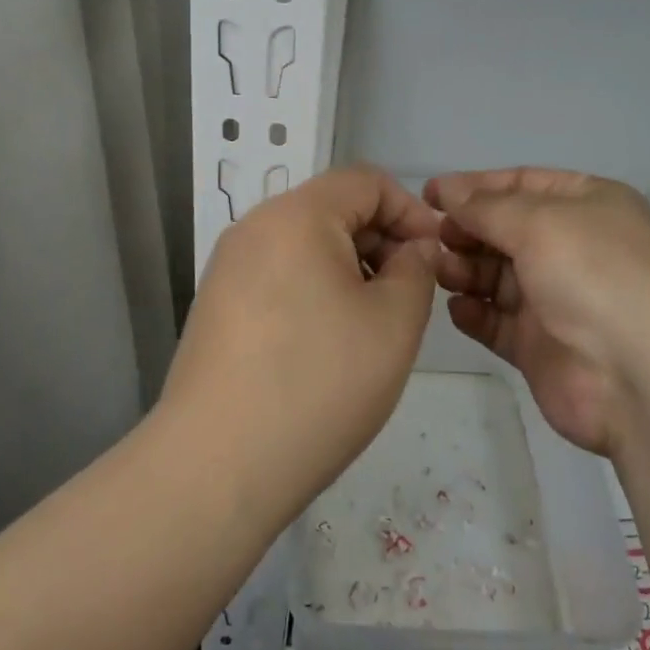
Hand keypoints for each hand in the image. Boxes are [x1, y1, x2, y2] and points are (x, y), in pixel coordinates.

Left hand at [162, 165, 440, 526]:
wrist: (214, 468)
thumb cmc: (317, 384)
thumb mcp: (393, 323)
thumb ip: (416, 270)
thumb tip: (413, 249)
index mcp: (296, 214)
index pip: (366, 181)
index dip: (410, 211)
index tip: (434, 259)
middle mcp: (255, 227)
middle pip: (333, 209)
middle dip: (381, 242)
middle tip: (408, 296)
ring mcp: (228, 267)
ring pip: (306, 244)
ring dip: (350, 269)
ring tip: (372, 324)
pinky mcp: (216, 305)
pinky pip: (279, 275)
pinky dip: (314, 291)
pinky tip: (327, 345)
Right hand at [425, 168, 649, 455]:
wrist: (639, 381)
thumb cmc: (594, 277)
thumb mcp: (539, 223)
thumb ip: (486, 207)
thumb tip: (447, 191)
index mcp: (590, 205)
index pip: (523, 183)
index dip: (475, 186)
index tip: (430, 194)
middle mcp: (576, 247)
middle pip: (507, 229)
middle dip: (468, 229)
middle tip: (433, 237)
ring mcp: (559, 298)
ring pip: (498, 274)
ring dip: (466, 268)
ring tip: (440, 271)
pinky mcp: (542, 345)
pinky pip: (499, 319)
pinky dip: (475, 311)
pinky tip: (457, 308)